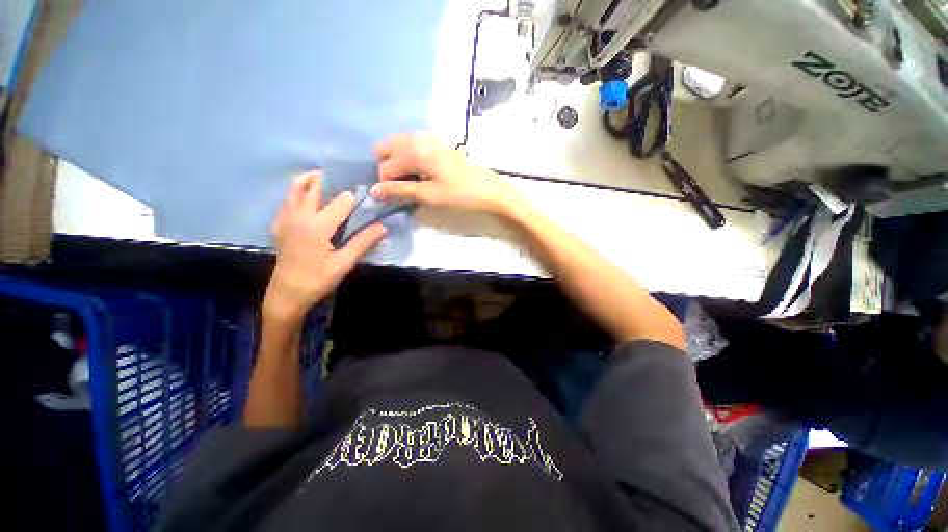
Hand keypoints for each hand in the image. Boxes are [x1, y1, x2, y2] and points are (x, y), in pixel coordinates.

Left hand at [264, 171, 386, 322]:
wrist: (287, 292)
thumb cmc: (318, 279)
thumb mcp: (344, 262)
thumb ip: (363, 242)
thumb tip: (383, 227)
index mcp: (317, 226)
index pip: (340, 202)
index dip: (354, 197)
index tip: (365, 193)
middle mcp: (299, 216)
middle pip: (313, 187)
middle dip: (329, 179)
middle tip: (345, 178)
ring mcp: (285, 218)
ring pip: (295, 189)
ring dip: (310, 180)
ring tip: (326, 180)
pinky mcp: (279, 224)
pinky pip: (288, 200)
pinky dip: (299, 192)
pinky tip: (310, 200)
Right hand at [370, 133, 521, 215]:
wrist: (487, 189)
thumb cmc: (459, 194)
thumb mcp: (429, 195)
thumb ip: (400, 191)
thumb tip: (373, 191)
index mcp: (415, 150)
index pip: (385, 165)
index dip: (387, 183)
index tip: (399, 196)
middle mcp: (418, 138)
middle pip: (387, 147)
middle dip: (387, 167)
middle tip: (402, 185)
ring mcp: (429, 138)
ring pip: (399, 144)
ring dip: (398, 161)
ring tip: (411, 180)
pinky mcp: (438, 143)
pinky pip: (413, 144)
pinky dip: (409, 157)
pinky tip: (420, 172)